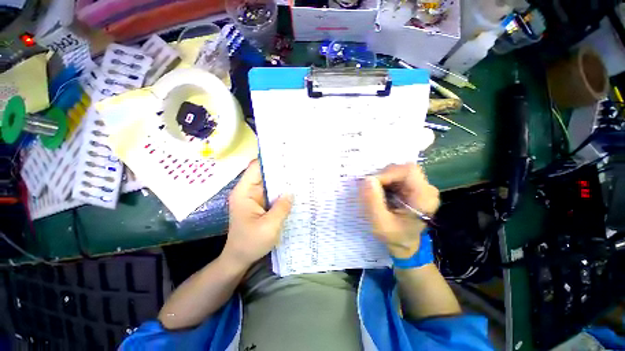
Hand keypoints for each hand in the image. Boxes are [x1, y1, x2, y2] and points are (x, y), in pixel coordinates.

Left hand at [222, 160, 292, 268]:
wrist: (240, 258)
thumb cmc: (250, 243)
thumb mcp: (269, 226)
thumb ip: (282, 207)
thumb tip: (292, 191)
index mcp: (244, 192)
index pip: (255, 168)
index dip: (269, 160)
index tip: (286, 155)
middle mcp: (248, 191)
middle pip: (264, 174)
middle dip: (280, 170)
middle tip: (298, 165)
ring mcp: (255, 198)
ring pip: (269, 183)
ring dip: (282, 181)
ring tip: (299, 175)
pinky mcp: (261, 204)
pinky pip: (272, 193)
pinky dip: (282, 191)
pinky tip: (294, 190)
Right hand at [359, 163, 439, 257]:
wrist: (406, 244)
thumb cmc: (395, 237)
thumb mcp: (380, 224)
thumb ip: (373, 202)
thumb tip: (367, 179)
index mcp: (424, 197)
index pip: (407, 171)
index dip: (386, 173)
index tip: (370, 184)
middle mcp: (426, 188)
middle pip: (402, 168)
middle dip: (382, 176)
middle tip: (370, 189)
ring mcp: (420, 186)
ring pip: (397, 170)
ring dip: (382, 179)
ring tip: (375, 193)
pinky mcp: (412, 186)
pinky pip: (396, 176)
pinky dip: (384, 181)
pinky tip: (379, 192)